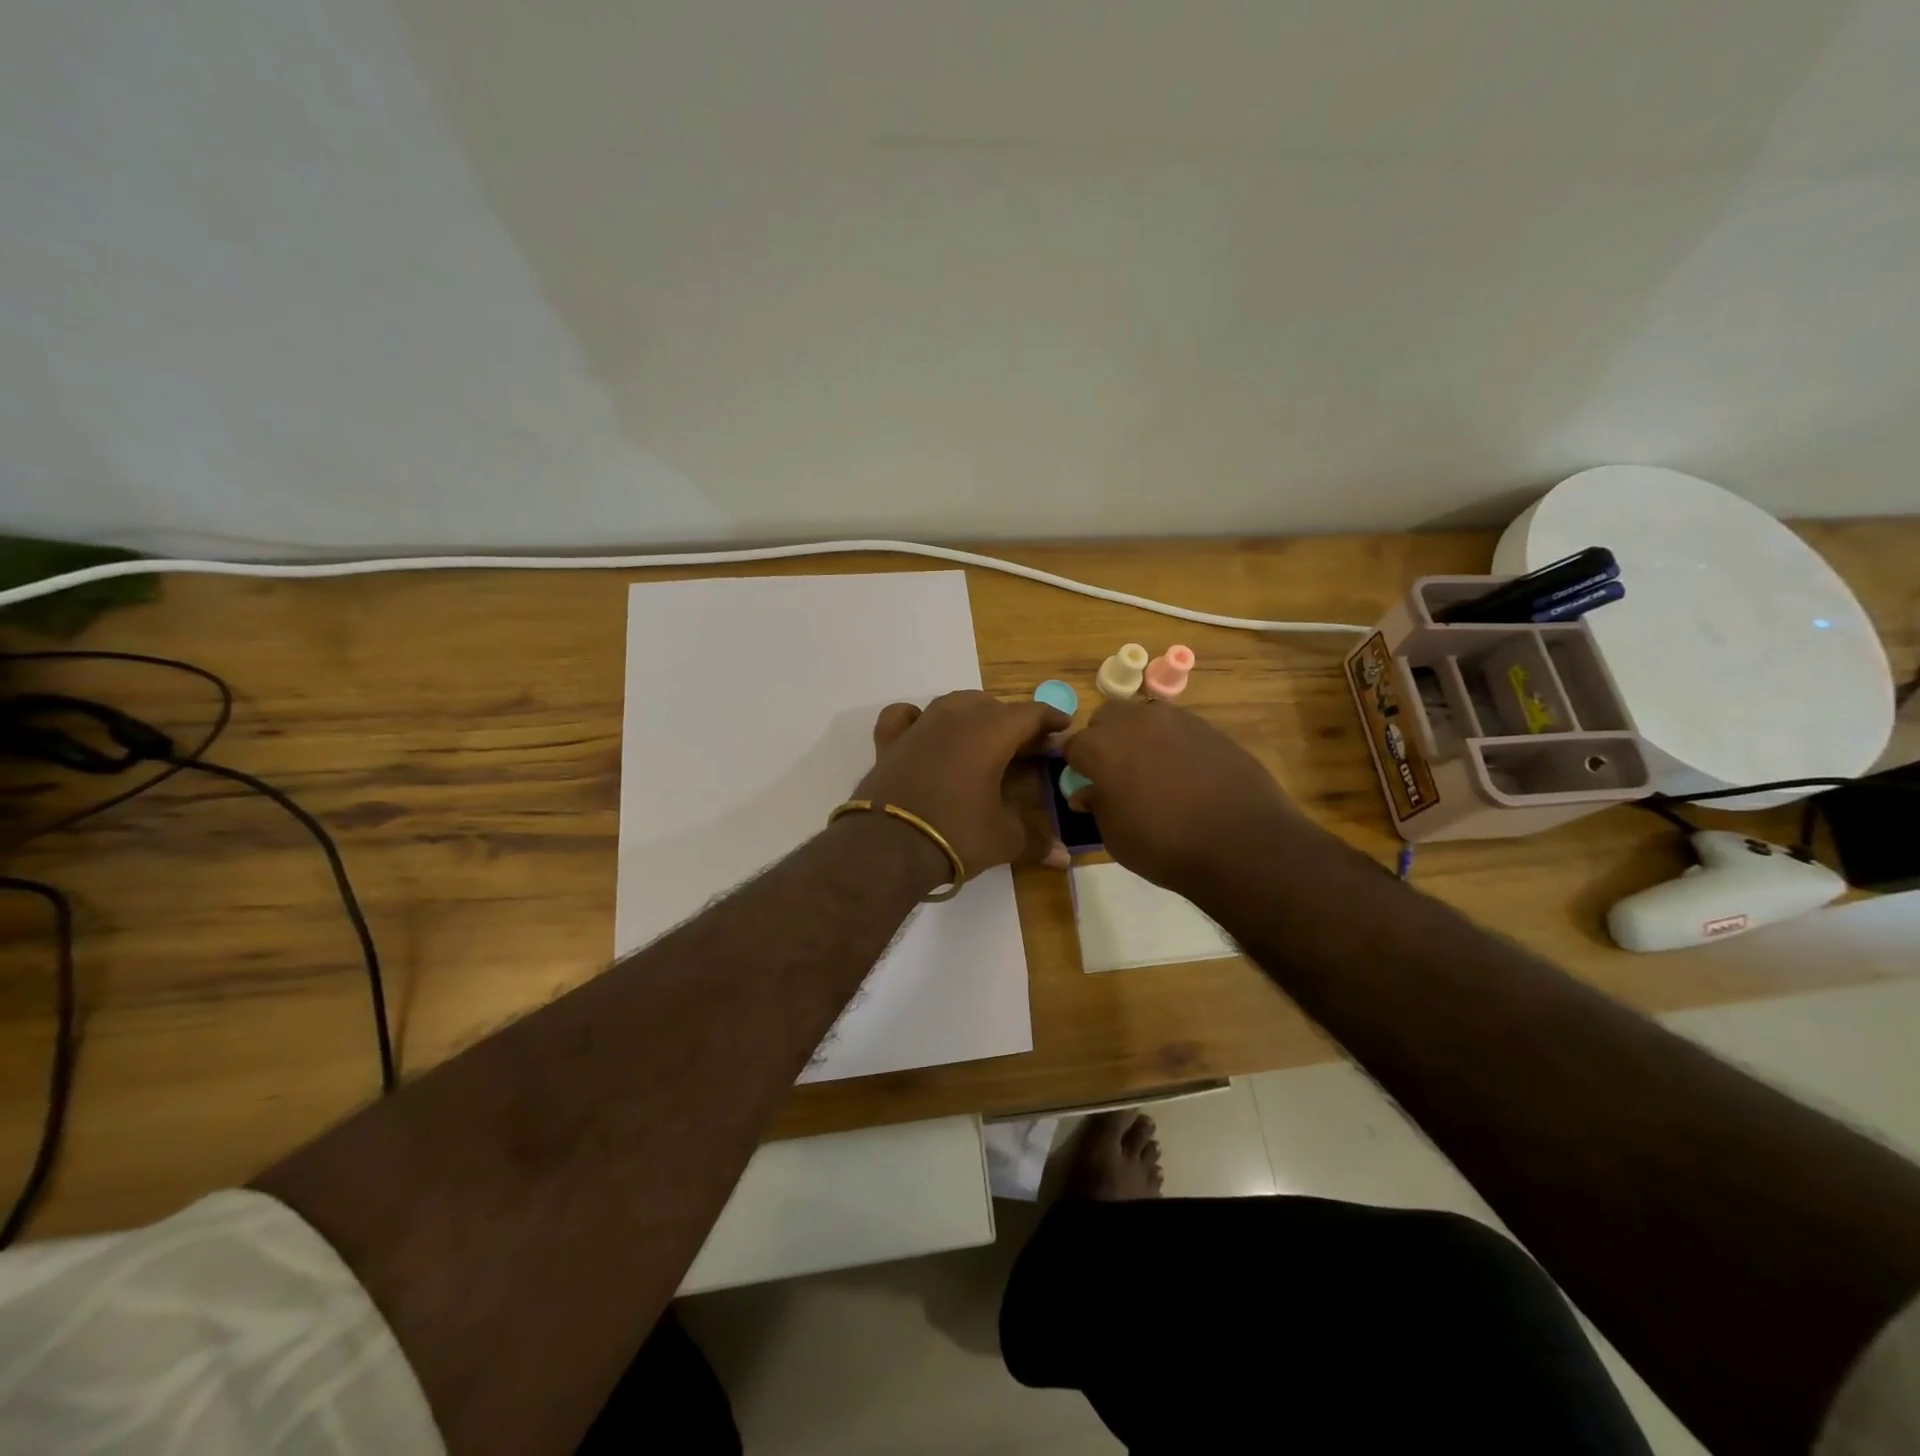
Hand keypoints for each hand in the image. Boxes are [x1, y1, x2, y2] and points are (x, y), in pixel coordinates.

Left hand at [855, 691, 1071, 877]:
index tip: (1063, 726)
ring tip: (984, 737)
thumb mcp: (1004, 840)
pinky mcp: (889, 742)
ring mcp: (919, 727)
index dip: (1050, 718)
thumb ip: (1036, 841)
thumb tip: (1064, 857)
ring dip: (973, 714)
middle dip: (1014, 721)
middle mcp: (954, 719)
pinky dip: (919, 718)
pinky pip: (905, 716)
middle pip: (992, 706)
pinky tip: (924, 729)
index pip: (1029, 713)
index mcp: (990, 733)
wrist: (887, 846)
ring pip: (952, 703)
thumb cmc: (955, 835)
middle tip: (1027, 746)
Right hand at [1063, 698, 1303, 891]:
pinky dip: (1171, 744)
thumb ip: (1097, 806)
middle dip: (1103, 740)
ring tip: (1152, 771)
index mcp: (1101, 746)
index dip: (1076, 766)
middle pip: (1106, 718)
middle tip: (1115, 773)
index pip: (1072, 746)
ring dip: (1138, 737)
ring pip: (1142, 717)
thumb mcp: (1115, 836)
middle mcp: (1134, 721)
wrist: (1242, 842)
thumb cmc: (1165, 845)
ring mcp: (1175, 719)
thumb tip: (1087, 792)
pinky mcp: (1208, 726)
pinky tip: (1185, 773)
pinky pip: (1177, 728)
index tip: (1084, 785)